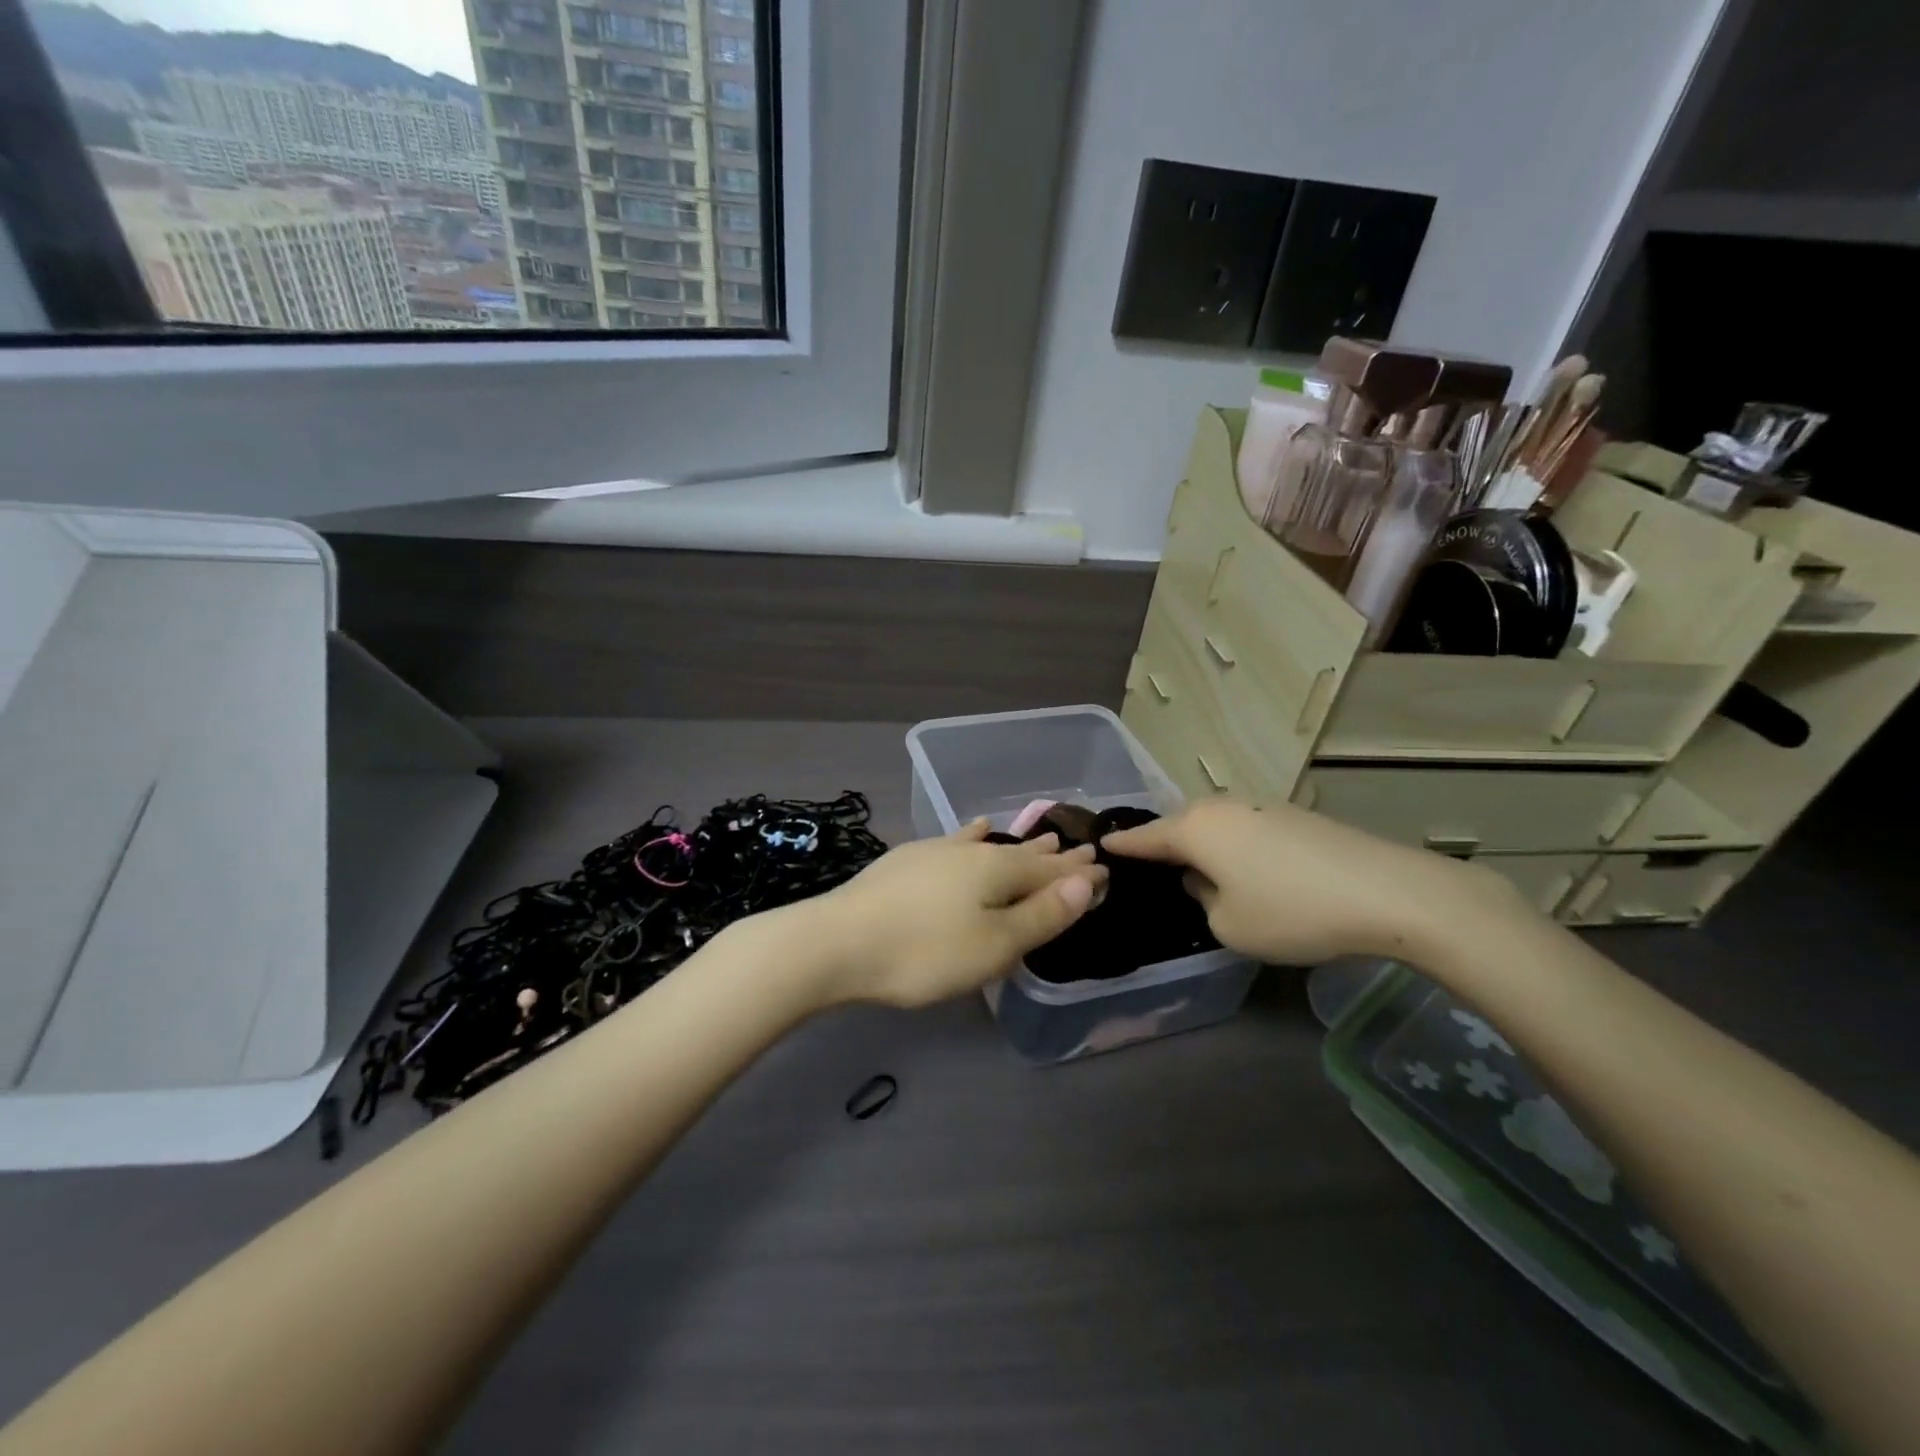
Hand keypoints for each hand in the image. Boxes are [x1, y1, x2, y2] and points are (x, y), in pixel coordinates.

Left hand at [811, 820, 1108, 1007]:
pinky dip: (972, 837)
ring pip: (990, 847)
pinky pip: (956, 843)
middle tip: (1081, 850)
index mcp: (998, 871)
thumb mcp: (993, 945)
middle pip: (1023, 855)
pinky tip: (973, 829)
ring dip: (1019, 847)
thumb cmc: (924, 953)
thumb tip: (1087, 882)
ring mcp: (936, 852)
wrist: (837, 942)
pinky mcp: (908, 861)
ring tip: (1042, 839)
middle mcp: (971, 852)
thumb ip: (1041, 915)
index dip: (1079, 875)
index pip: (1052, 872)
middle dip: (1054, 858)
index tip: (1105, 868)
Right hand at [1102, 799, 1519, 964]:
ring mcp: (1262, 805)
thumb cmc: (1292, 912)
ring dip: (1204, 845)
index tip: (1100, 845)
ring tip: (1202, 871)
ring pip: (1216, 825)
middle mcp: (1222, 807)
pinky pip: (1246, 829)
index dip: (1122, 846)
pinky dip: (1236, 846)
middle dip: (1165, 844)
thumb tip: (1204, 878)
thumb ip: (1201, 899)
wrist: (1388, 892)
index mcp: (1195, 829)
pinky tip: (1250, 870)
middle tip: (1152, 867)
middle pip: (1180, 825)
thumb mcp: (1228, 925)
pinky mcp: (1294, 814)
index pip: (1144, 838)